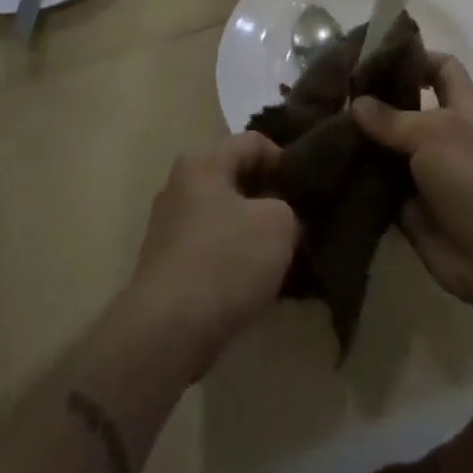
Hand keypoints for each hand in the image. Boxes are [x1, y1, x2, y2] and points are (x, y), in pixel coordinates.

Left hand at [119, 133, 300, 379]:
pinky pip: (210, 250)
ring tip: (282, 258)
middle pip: (236, 180)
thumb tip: (283, 216)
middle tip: (299, 222)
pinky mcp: (166, 266)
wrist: (168, 330)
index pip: (253, 142)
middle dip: (268, 199)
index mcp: (202, 164)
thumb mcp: (279, 224)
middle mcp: (179, 186)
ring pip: (224, 218)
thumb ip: (289, 207)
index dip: (285, 160)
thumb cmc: (226, 260)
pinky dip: (233, 260)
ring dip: (252, 233)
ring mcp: (169, 227)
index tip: (306, 190)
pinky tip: (255, 284)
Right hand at [351, 57, 472, 323]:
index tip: (372, 54)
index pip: (441, 67)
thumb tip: (356, 102)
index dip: (413, 57)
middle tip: (333, 91)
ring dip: (362, 141)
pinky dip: (360, 180)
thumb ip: (392, 118)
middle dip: (375, 100)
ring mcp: (429, 174)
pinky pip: (381, 187)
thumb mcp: (433, 135)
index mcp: (464, 109)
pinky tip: (326, 165)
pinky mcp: (413, 209)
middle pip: (408, 108)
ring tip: (319, 123)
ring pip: (390, 148)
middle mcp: (446, 137)